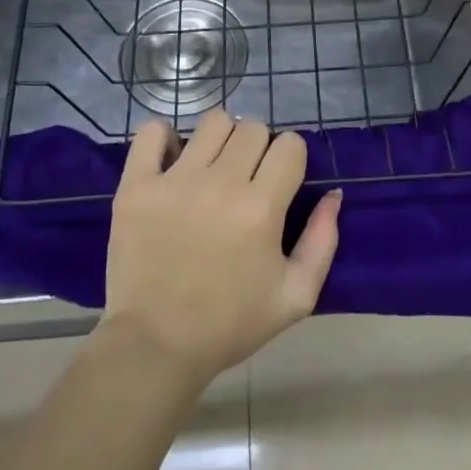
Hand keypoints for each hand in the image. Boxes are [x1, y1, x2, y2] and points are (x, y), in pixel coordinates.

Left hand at [101, 110, 340, 386]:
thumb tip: (333, 194)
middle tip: (246, 179)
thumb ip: (323, 241)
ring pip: (213, 122)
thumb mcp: (296, 296)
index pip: (290, 145)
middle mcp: (221, 184)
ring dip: (220, 139)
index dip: (290, 159)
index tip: (279, 181)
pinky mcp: (137, 185)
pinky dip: (165, 137)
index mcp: (261, 208)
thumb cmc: (229, 324)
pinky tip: (172, 161)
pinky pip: (153, 132)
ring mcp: (175, 181)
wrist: (155, 347)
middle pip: (253, 129)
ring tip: (212, 168)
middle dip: (258, 148)